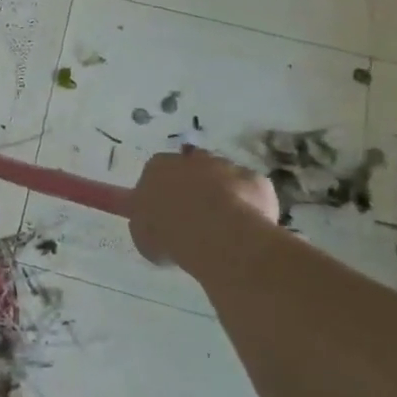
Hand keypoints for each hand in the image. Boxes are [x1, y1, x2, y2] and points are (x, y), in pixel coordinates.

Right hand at [129, 146, 280, 277]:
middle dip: (192, 187)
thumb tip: (147, 215)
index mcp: (157, 168)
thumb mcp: (140, 232)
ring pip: (223, 176)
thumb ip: (144, 217)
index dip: (161, 191)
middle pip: (190, 168)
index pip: (155, 171)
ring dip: (222, 194)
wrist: (218, 236)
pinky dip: (249, 205)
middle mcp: (190, 160)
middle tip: (194, 216)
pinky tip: (246, 228)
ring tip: (222, 225)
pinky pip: (250, 192)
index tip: (164, 211)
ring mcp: (226, 167)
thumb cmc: (168, 233)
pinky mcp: (256, 181)